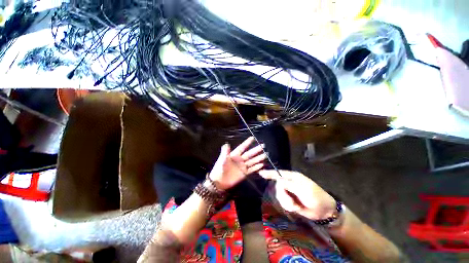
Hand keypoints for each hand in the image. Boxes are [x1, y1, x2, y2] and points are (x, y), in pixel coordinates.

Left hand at [209, 137, 265, 190]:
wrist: (219, 182)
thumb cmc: (219, 169)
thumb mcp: (221, 160)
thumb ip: (225, 153)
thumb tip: (226, 144)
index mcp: (235, 155)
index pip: (242, 147)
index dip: (247, 143)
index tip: (253, 138)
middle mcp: (240, 159)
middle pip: (249, 154)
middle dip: (256, 150)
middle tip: (263, 146)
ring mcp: (243, 166)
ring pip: (252, 161)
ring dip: (258, 158)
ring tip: (265, 155)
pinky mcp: (244, 173)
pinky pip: (251, 169)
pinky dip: (256, 167)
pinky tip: (261, 165)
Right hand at [259, 170, 335, 219]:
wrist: (325, 212)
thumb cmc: (316, 197)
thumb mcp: (303, 189)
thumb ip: (289, 184)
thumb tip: (278, 180)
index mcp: (293, 177)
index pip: (279, 173)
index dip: (270, 173)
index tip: (260, 173)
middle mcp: (290, 183)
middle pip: (278, 186)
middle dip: (283, 196)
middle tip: (291, 204)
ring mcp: (290, 191)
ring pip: (279, 195)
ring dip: (286, 202)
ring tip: (295, 207)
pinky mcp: (290, 200)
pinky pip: (283, 201)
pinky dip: (287, 206)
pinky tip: (295, 208)